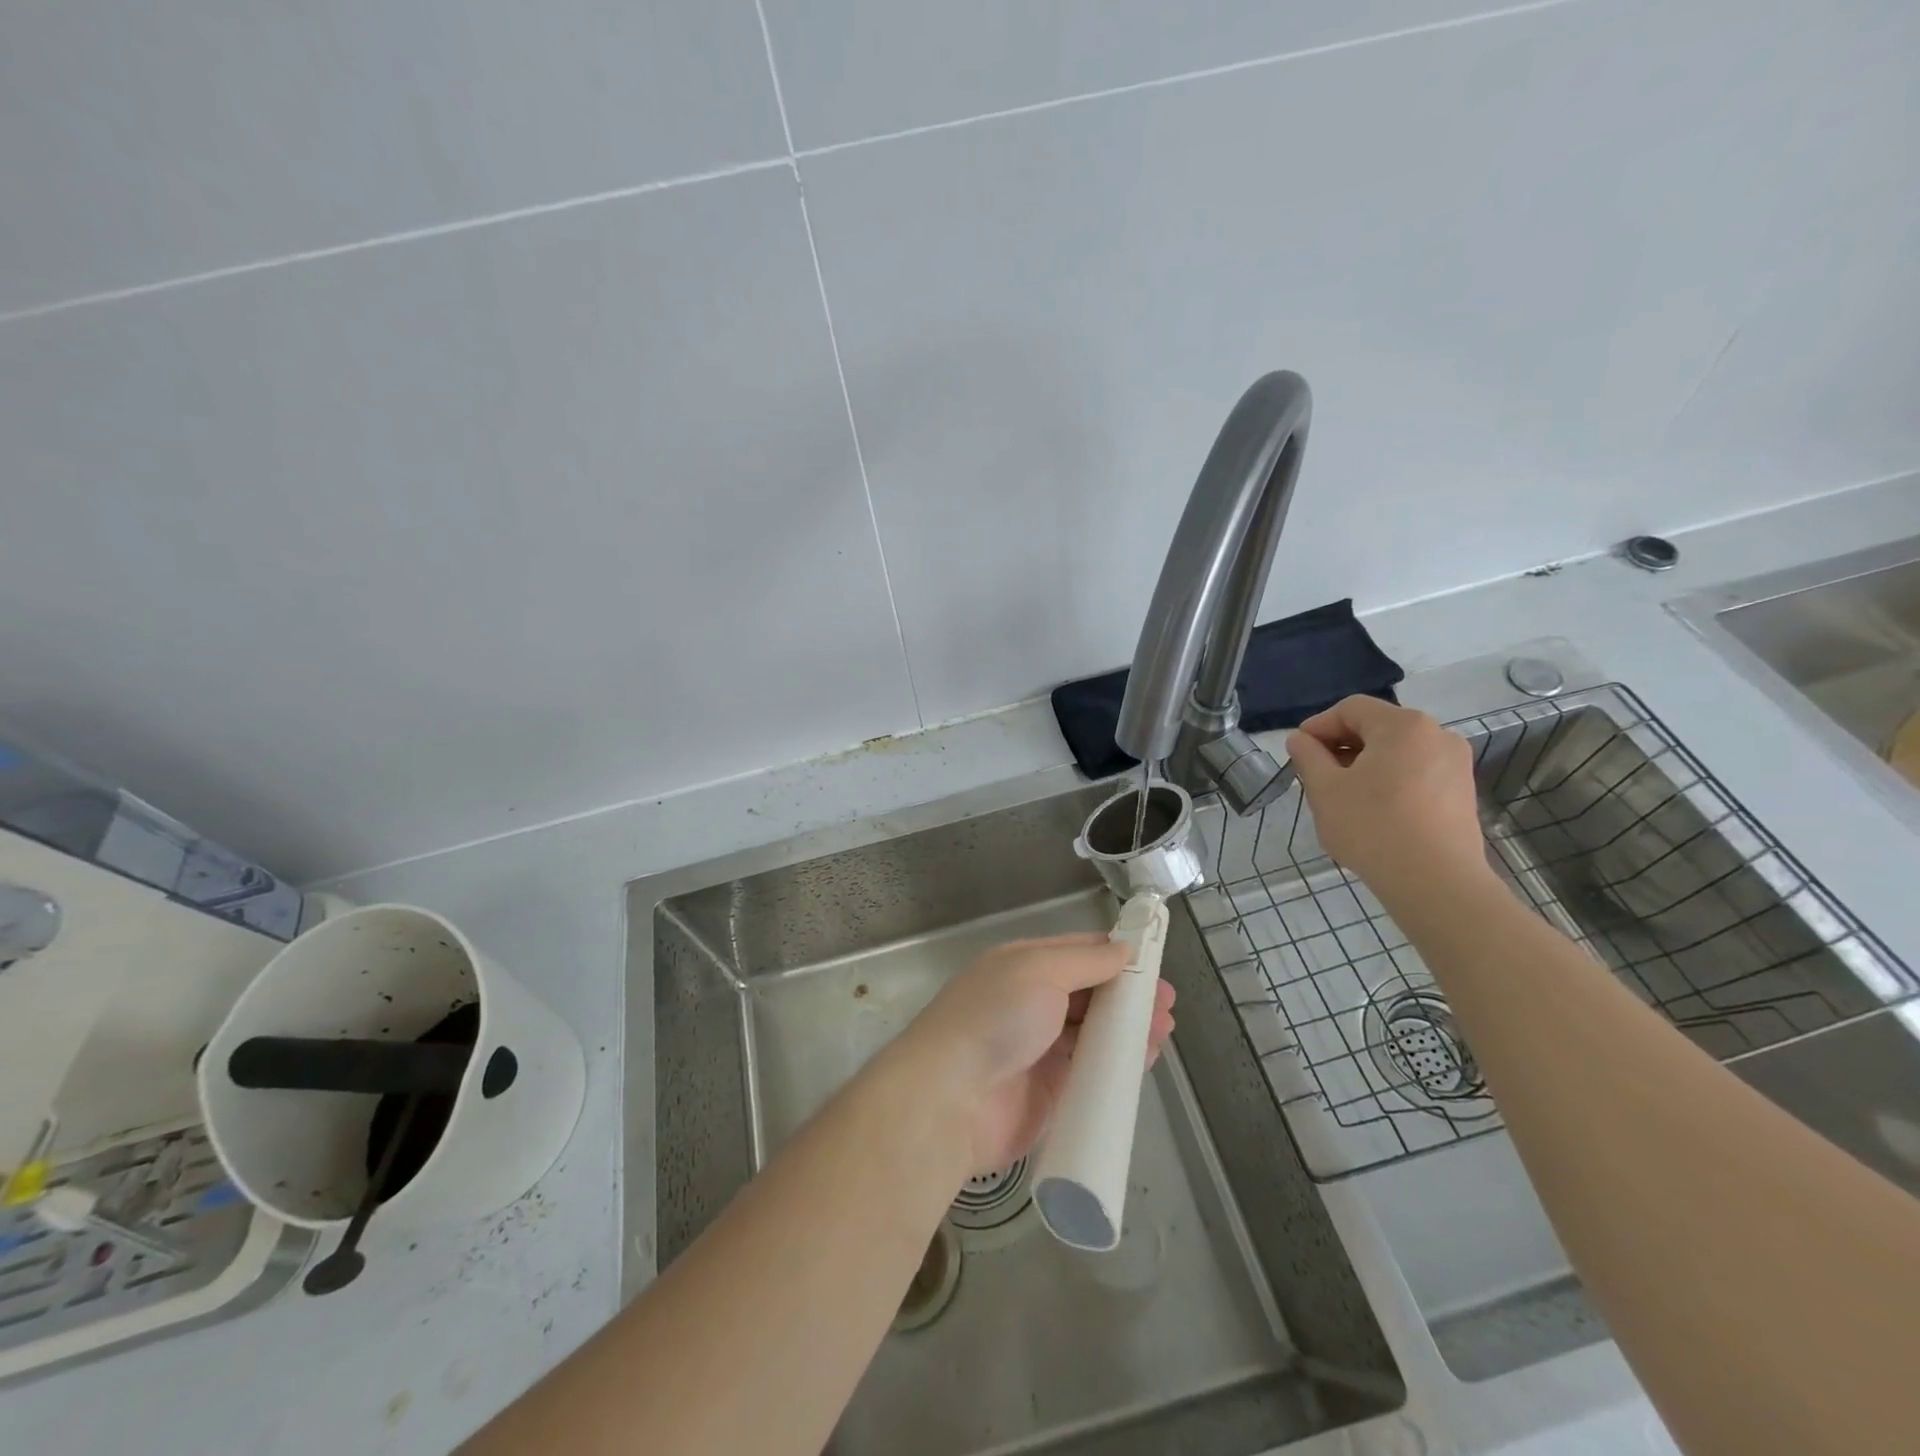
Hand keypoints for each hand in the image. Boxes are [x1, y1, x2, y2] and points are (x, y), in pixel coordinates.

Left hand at [894, 933, 1175, 1175]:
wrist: (951, 1099)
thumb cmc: (995, 1018)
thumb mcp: (1039, 970)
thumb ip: (1085, 961)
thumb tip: (1123, 948)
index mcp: (1023, 965)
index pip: (1078, 951)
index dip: (1116, 954)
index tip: (1154, 961)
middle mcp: (1032, 1001)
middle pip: (1090, 992)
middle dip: (1128, 994)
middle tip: (1166, 1003)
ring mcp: (1042, 1047)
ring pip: (1095, 1031)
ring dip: (1129, 1027)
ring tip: (1164, 1028)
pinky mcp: (1052, 1091)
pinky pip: (1094, 1070)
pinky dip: (1121, 1063)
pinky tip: (1146, 1058)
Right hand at [1285, 695, 1489, 896]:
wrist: (1436, 883)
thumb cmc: (1373, 827)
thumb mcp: (1325, 789)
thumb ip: (1308, 756)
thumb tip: (1300, 739)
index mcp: (1403, 725)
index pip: (1351, 709)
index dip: (1319, 725)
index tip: (1298, 750)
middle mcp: (1437, 735)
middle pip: (1377, 727)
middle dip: (1341, 746)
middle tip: (1315, 774)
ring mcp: (1455, 764)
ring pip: (1397, 752)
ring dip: (1364, 764)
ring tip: (1342, 795)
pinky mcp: (1462, 792)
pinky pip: (1416, 772)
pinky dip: (1390, 780)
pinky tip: (1373, 810)